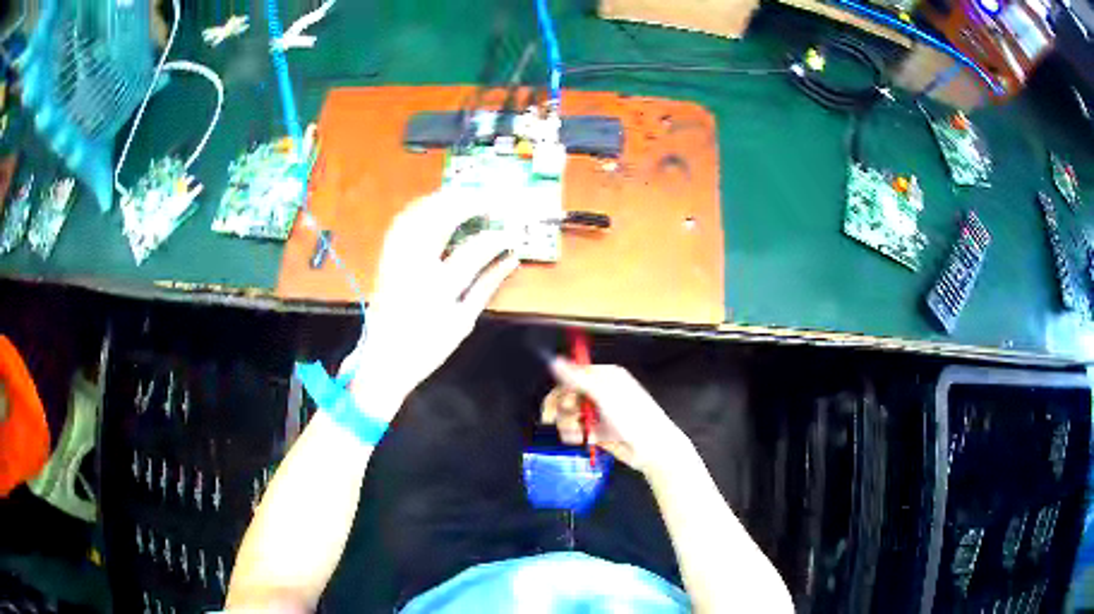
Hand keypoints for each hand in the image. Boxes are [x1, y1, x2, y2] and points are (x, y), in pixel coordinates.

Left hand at [345, 192, 518, 418]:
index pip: (475, 249)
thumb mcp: (463, 322)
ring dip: (443, 200)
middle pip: (441, 218)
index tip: (512, 234)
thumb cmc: (426, 349)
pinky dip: (419, 209)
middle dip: (468, 203)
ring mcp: (396, 258)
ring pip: (418, 214)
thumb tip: (510, 260)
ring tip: (464, 196)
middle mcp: (415, 264)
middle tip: (489, 200)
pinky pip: (400, 223)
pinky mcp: (385, 258)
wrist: (382, 361)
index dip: (497, 238)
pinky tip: (433, 206)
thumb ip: (487, 286)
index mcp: (438, 286)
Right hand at [541, 360, 688, 473]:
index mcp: (605, 377)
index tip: (557, 402)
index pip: (573, 375)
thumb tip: (555, 361)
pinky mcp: (597, 430)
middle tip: (562, 418)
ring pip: (569, 414)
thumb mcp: (604, 395)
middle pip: (567, 395)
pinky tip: (582, 439)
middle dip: (562, 408)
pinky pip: (576, 429)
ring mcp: (599, 412)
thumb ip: (577, 378)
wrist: (652, 449)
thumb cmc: (635, 418)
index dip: (561, 388)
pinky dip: (575, 435)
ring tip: (577, 433)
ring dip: (568, 424)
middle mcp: (601, 392)